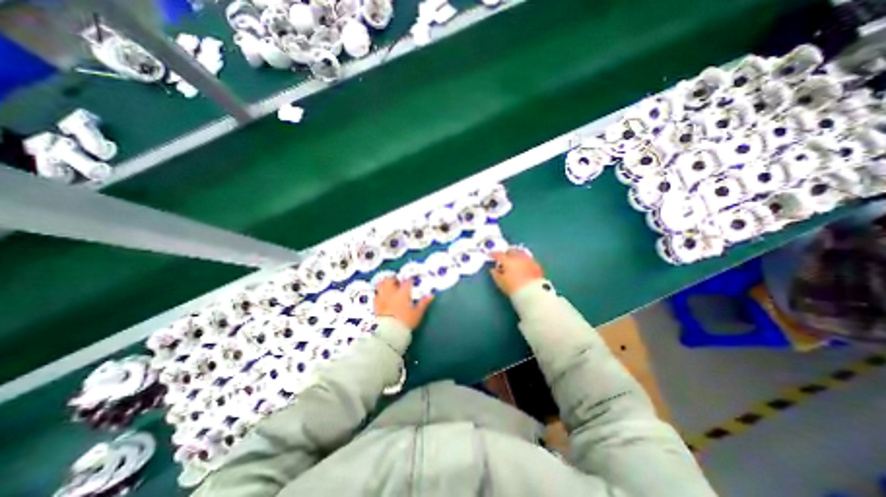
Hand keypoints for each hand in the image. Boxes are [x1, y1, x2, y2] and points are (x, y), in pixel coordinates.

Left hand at [371, 278, 434, 330]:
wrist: (389, 332)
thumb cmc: (405, 322)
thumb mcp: (417, 313)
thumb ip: (423, 303)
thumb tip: (431, 295)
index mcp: (403, 293)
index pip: (407, 282)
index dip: (410, 280)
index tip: (412, 282)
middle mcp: (391, 292)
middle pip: (390, 280)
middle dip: (394, 279)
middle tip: (398, 282)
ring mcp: (382, 297)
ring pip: (381, 284)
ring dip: (385, 283)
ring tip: (388, 286)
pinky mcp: (376, 304)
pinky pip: (376, 294)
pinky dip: (379, 293)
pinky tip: (382, 296)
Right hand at [488, 248, 543, 294]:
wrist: (532, 293)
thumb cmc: (513, 287)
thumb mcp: (500, 282)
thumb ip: (495, 274)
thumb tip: (493, 269)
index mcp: (508, 260)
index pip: (498, 254)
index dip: (493, 254)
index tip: (490, 255)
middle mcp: (518, 257)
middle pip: (511, 250)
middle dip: (506, 253)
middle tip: (503, 258)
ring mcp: (528, 260)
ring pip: (521, 253)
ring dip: (516, 256)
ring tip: (514, 262)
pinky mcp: (536, 265)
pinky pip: (528, 260)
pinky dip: (524, 261)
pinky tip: (523, 267)